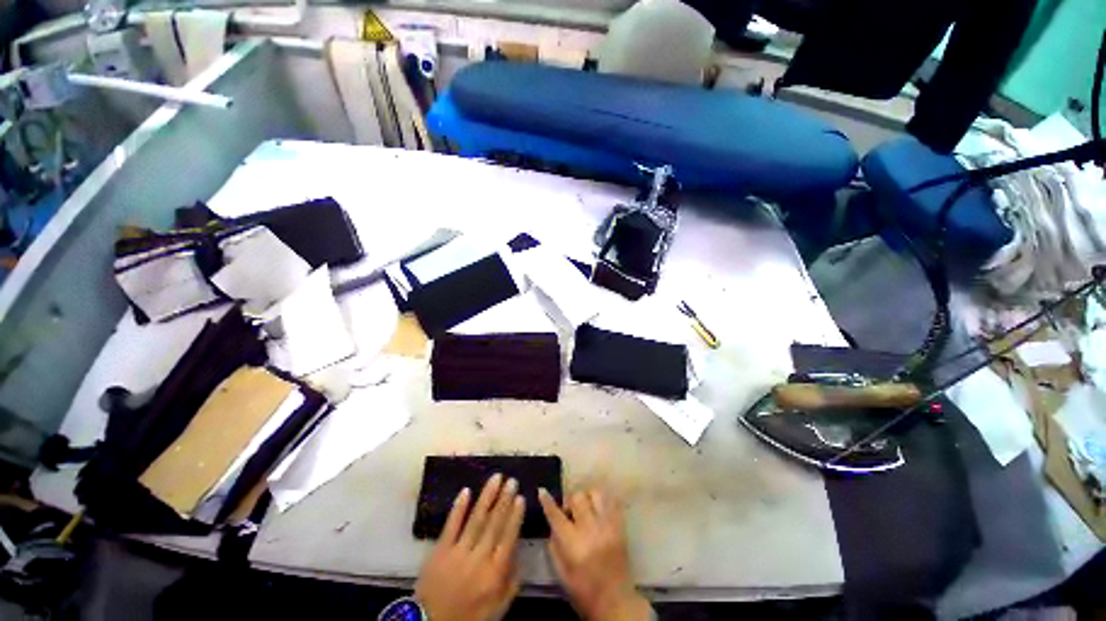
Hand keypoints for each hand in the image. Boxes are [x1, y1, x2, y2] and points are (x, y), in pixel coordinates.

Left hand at [415, 474, 524, 620]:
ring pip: (476, 519)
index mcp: (494, 572)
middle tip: (512, 480)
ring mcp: (458, 552)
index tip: (521, 497)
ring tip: (496, 478)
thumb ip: (511, 583)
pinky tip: (466, 491)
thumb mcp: (497, 609)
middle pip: (494, 524)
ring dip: (487, 497)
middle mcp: (479, 558)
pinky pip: (451, 525)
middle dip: (504, 500)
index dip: (515, 516)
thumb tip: (520, 556)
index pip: (508, 537)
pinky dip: (458, 508)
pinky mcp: (440, 550)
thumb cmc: (469, 617)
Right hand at [538, 488, 650, 620]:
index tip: (542, 491)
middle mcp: (590, 529)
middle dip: (570, 501)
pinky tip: (598, 511)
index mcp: (573, 543)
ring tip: (586, 509)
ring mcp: (607, 525)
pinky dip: (603, 502)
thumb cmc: (584, 592)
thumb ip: (554, 547)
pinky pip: (611, 501)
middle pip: (577, 497)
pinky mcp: (620, 526)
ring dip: (587, 498)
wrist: (615, 602)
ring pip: (595, 493)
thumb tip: (552, 525)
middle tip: (570, 513)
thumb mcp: (561, 574)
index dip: (547, 501)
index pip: (556, 515)